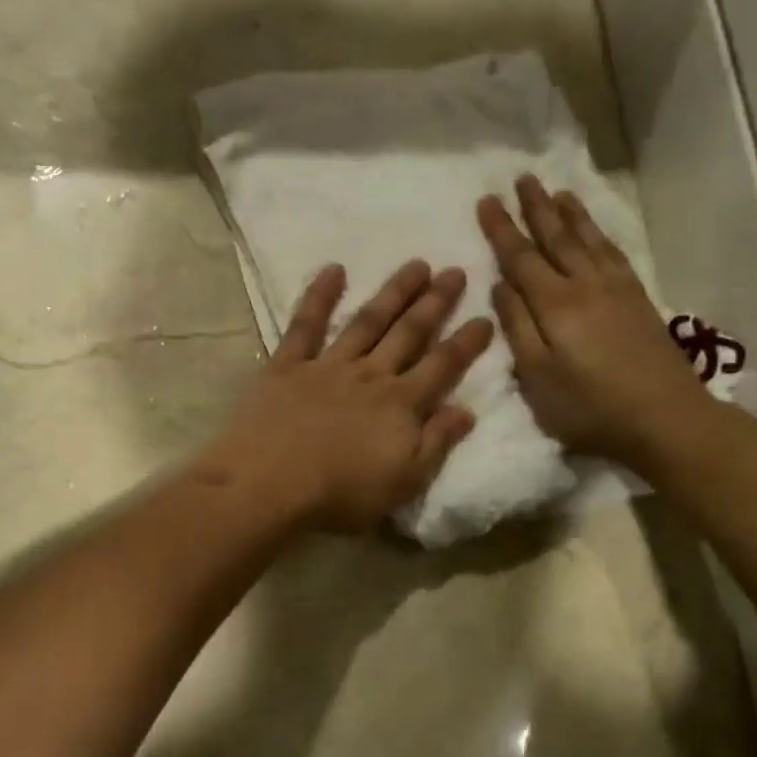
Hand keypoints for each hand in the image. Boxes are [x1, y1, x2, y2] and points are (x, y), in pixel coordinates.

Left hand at [203, 261, 495, 531]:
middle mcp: (370, 375)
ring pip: (368, 321)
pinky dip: (319, 295)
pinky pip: (306, 324)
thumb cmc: (341, 492)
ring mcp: (328, 365)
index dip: (466, 343)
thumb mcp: (404, 481)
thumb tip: (467, 410)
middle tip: (456, 271)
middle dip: (435, 303)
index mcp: (401, 404)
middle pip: (409, 333)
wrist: (271, 483)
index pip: (442, 366)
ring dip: (393, 292)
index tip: (485, 317)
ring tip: (416, 264)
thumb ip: (437, 442)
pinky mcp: (288, 365)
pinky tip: (333, 269)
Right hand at [477, 175, 712, 467]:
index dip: (501, 229)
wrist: (665, 417)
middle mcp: (585, 285)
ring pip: (588, 240)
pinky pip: (613, 252)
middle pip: (556, 237)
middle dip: (536, 208)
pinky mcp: (639, 299)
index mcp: (554, 304)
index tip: (486, 200)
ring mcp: (616, 289)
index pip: (520, 257)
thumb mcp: (537, 377)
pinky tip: (595, 231)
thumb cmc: (589, 407)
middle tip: (522, 178)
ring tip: (557, 192)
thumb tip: (501, 285)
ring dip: (570, 213)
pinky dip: (599, 234)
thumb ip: (517, 328)